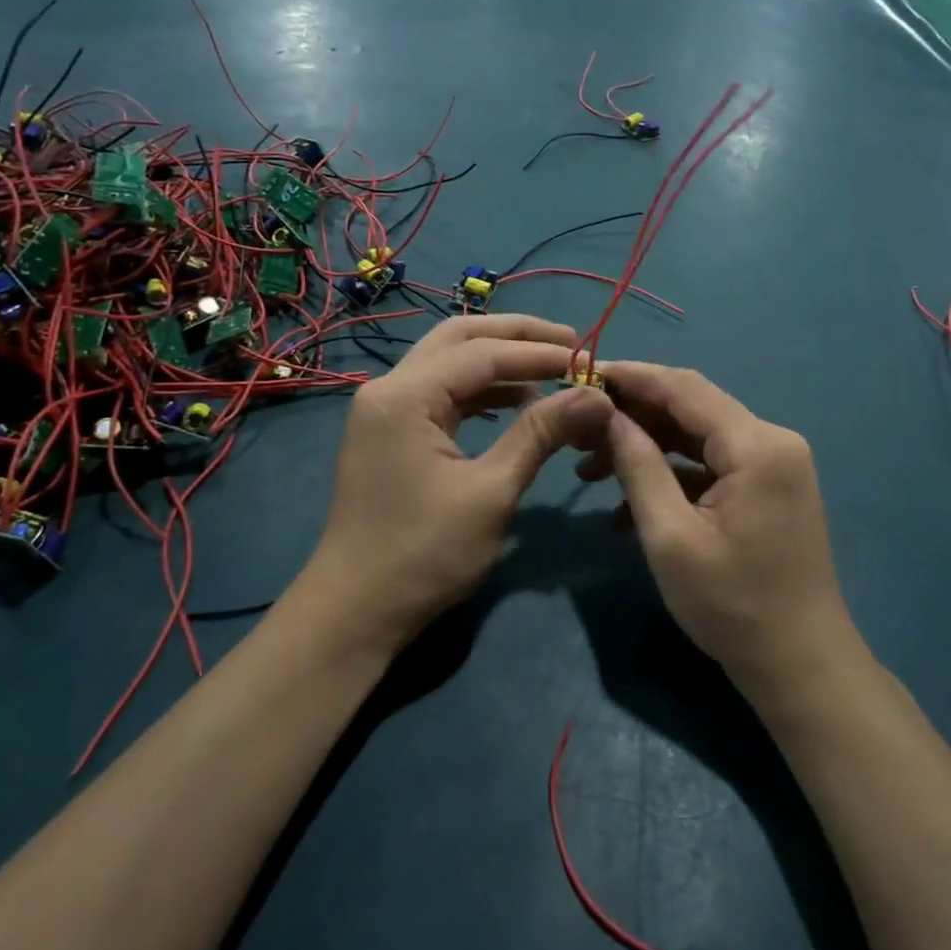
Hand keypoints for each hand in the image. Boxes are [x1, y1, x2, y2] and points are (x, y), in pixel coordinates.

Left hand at [296, 316, 609, 652]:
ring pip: (449, 362)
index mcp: (405, 396)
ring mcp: (385, 410)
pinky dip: (480, 390)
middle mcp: (388, 388)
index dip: (540, 353)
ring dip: (499, 360)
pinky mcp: (390, 432)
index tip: (590, 359)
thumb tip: (595, 396)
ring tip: (552, 370)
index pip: (483, 353)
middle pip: (459, 337)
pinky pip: (441, 393)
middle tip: (570, 343)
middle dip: (517, 336)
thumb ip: (540, 434)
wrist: (355, 613)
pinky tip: (516, 402)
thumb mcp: (491, 492)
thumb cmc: (424, 555)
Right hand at [579, 363, 858, 695]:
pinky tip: (628, 506)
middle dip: (634, 414)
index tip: (583, 373)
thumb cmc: (732, 606)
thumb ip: (638, 466)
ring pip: (698, 437)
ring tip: (590, 467)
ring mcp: (774, 465)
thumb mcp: (670, 537)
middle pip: (693, 408)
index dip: (632, 377)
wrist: (800, 666)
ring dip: (647, 448)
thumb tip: (608, 415)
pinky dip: (672, 476)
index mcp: (757, 445)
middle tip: (579, 425)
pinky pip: (712, 466)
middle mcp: (773, 441)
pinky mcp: (768, 488)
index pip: (685, 388)